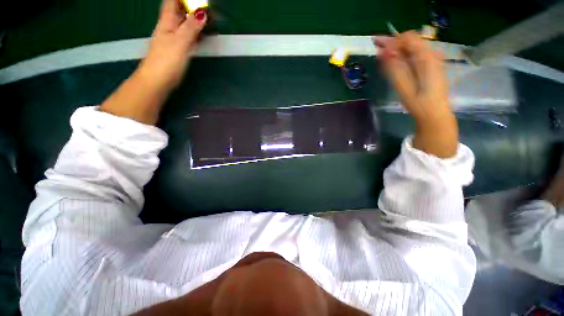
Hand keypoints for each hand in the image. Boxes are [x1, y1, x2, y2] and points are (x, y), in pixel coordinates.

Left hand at [138, 0, 206, 90]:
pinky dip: (194, 32)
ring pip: (183, 22)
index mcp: (167, 21)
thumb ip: (191, 27)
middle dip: (190, 6)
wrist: (157, 80)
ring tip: (207, 18)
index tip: (196, 1)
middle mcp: (168, 26)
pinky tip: (201, 34)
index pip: (172, 1)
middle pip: (179, 10)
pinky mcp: (176, 49)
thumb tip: (202, 12)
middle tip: (205, 8)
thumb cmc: (167, 60)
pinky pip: (186, 35)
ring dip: (193, 19)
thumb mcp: (180, 41)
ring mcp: (172, 38)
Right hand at [376, 31, 457, 157]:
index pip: (408, 38)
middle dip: (394, 43)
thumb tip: (383, 51)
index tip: (377, 46)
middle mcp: (431, 54)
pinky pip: (416, 56)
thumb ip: (394, 68)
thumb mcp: (403, 86)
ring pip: (413, 48)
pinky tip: (395, 64)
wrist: (434, 114)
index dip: (392, 40)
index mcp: (426, 57)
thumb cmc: (418, 102)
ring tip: (383, 57)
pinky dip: (404, 57)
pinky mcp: (431, 67)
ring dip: (398, 50)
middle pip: (411, 41)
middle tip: (377, 50)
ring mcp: (433, 60)